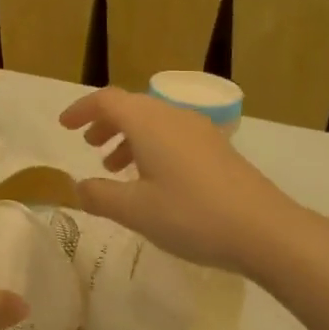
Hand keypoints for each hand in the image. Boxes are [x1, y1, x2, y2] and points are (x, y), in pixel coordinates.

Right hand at [58, 88, 317, 280]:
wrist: (265, 229)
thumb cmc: (192, 215)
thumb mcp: (136, 211)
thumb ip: (100, 195)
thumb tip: (78, 186)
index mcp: (148, 122)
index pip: (107, 100)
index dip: (82, 109)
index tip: (64, 126)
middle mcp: (173, 116)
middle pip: (131, 107)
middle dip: (105, 122)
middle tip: (88, 145)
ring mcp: (199, 131)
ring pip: (153, 122)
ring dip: (128, 137)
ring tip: (114, 166)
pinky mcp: (217, 149)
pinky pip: (172, 135)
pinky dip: (151, 147)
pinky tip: (152, 180)